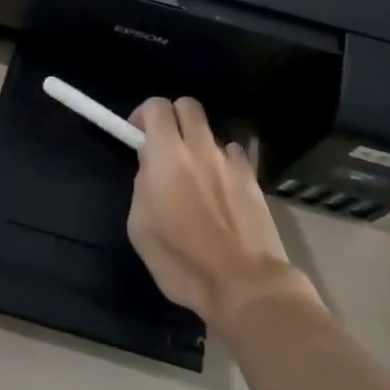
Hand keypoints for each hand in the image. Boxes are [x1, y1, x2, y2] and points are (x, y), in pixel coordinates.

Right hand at [126, 97, 321, 333]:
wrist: (243, 283)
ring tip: (195, 175)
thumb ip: (142, 184)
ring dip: (198, 143)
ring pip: (211, 131)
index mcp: (167, 155)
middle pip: (188, 105)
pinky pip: (233, 154)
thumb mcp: (140, 226)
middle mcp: (199, 148)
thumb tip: (151, 165)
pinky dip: (223, 162)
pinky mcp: (252, 178)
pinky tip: (221, 188)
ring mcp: (229, 161)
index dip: (143, 114)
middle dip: (174, 117)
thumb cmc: (181, 260)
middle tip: (165, 146)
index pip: (156, 106)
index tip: (137, 136)